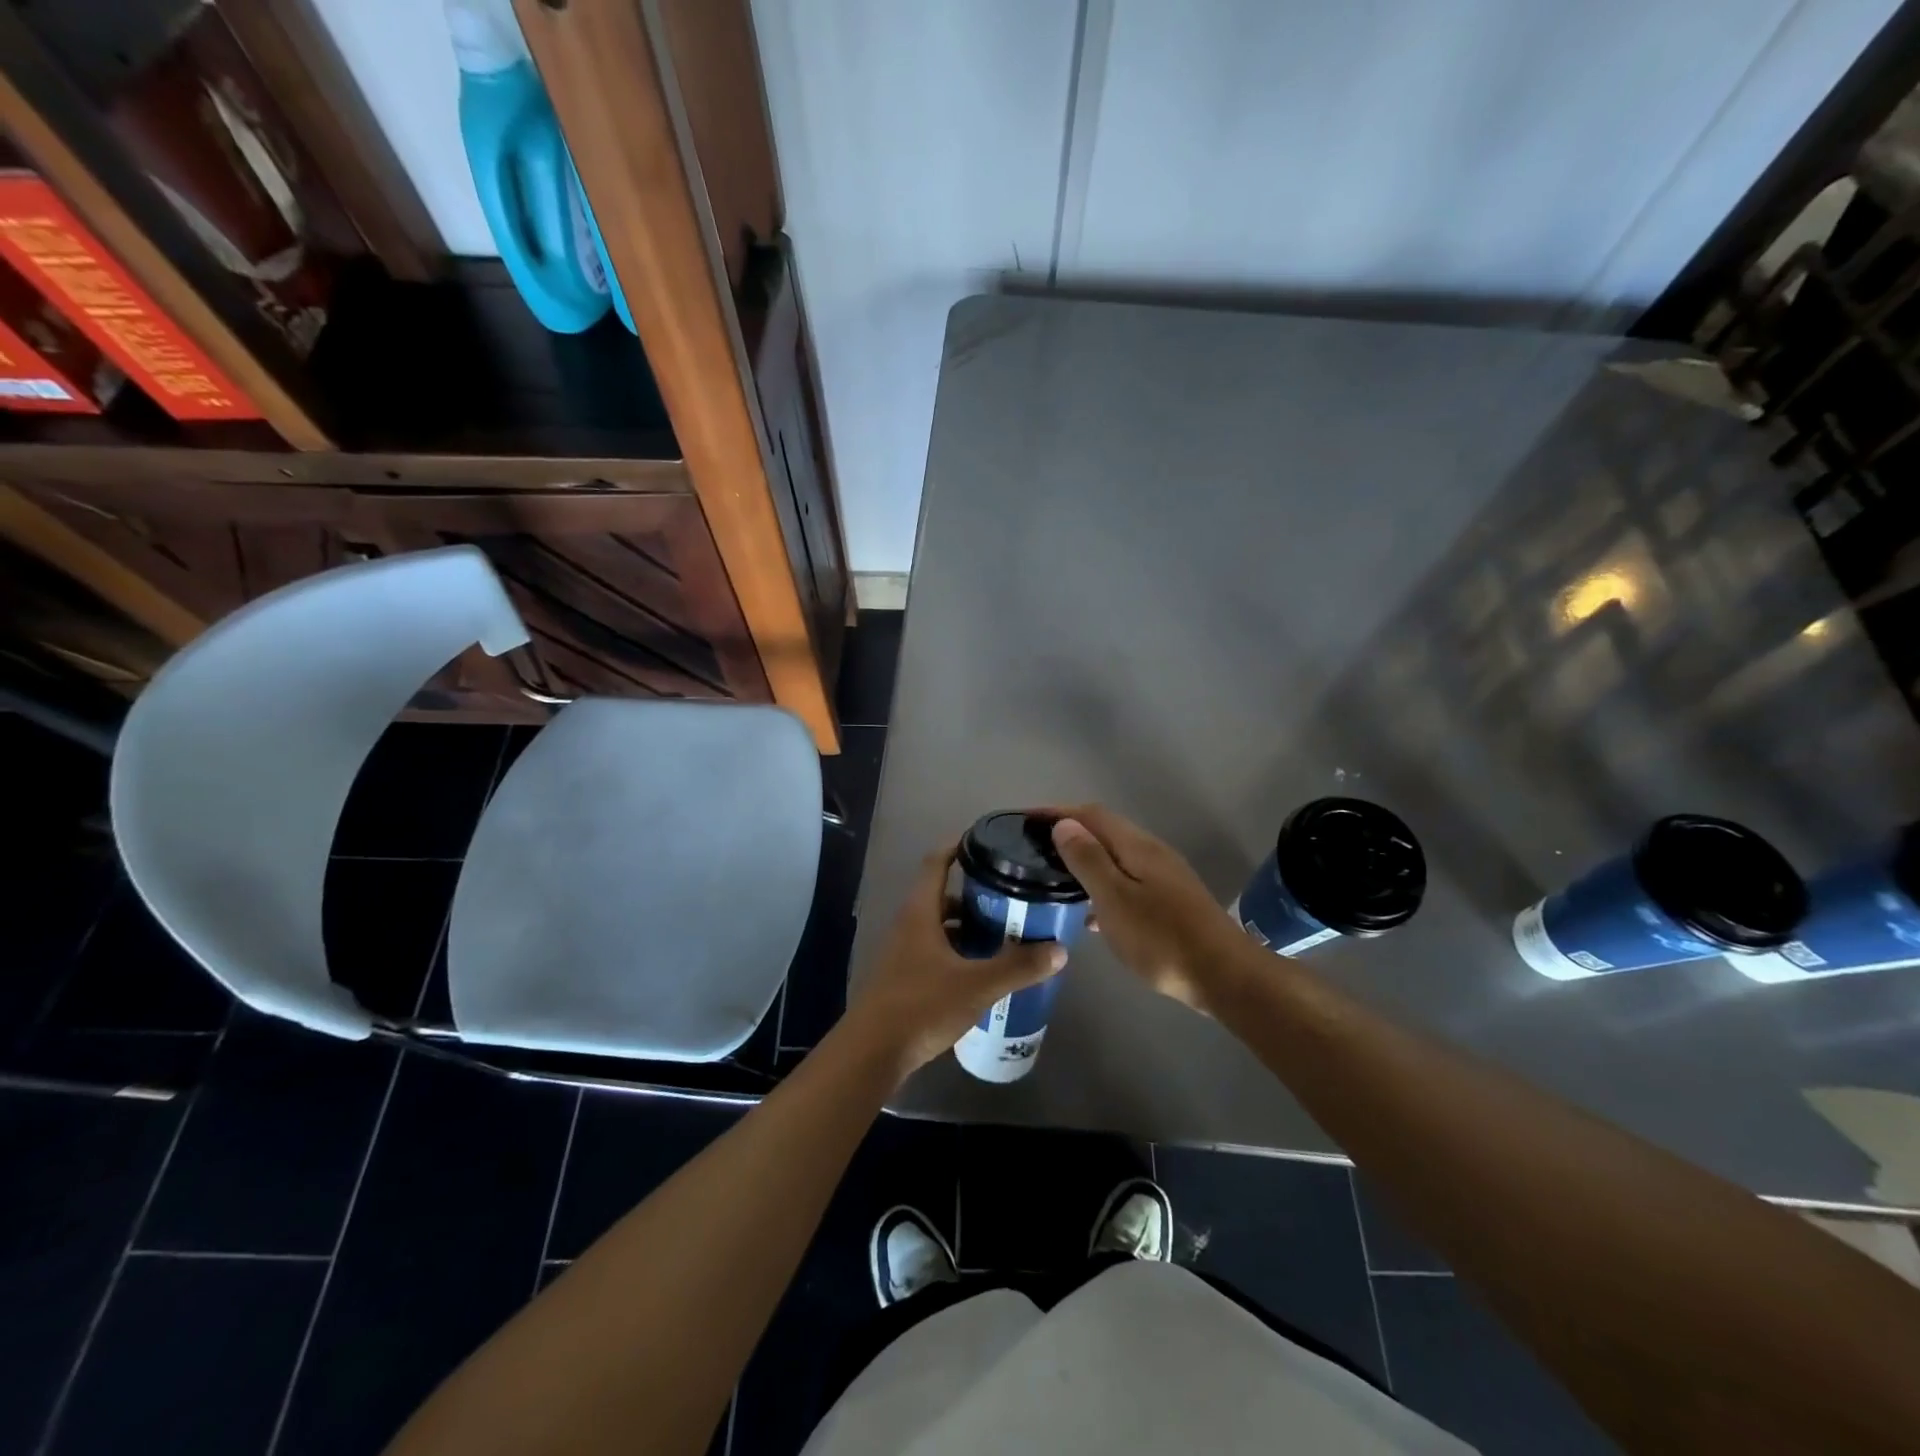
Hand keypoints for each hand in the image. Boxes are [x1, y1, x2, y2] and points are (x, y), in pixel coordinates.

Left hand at [840, 844, 1064, 1084]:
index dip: (959, 846)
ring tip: (1004, 935)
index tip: (987, 842)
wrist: (872, 1053)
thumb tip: (1059, 950)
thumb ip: (1018, 967)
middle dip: (975, 895)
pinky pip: (936, 952)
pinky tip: (982, 971)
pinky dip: (959, 953)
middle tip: (1011, 898)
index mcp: (920, 912)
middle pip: (942, 896)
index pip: (936, 862)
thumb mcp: (977, 986)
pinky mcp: (904, 978)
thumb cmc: (922, 1006)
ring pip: (940, 927)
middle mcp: (909, 925)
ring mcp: (903, 953)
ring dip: (968, 927)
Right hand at [1051, 806, 1248, 1014]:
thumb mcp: (1115, 899)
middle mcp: (1151, 853)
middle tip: (1033, 849)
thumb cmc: (1162, 938)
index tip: (1024, 818)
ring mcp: (1163, 877)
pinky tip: (1090, 916)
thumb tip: (1064, 824)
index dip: (1057, 812)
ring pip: (1115, 858)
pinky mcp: (1169, 902)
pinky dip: (1102, 888)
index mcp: (1136, 846)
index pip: (1090, 814)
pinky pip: (1125, 883)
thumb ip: (1088, 860)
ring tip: (1053, 878)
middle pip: (1104, 831)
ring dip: (1084, 861)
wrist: (1224, 976)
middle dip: (1068, 833)